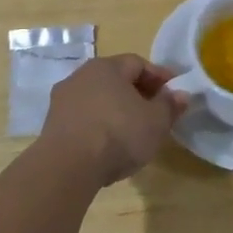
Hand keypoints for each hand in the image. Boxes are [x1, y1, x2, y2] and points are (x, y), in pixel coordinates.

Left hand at [39, 55, 184, 185]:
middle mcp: (81, 75)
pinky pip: (84, 118)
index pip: (138, 63)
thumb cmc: (118, 134)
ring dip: (116, 110)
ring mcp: (62, 100)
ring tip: (132, 132)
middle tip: (155, 112)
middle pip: (116, 80)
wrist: (67, 168)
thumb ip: (169, 105)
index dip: (159, 77)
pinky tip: (108, 145)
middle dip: (137, 93)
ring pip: (98, 99)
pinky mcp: (52, 125)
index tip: (173, 93)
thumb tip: (180, 94)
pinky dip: (99, 126)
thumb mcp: (156, 121)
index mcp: (107, 66)